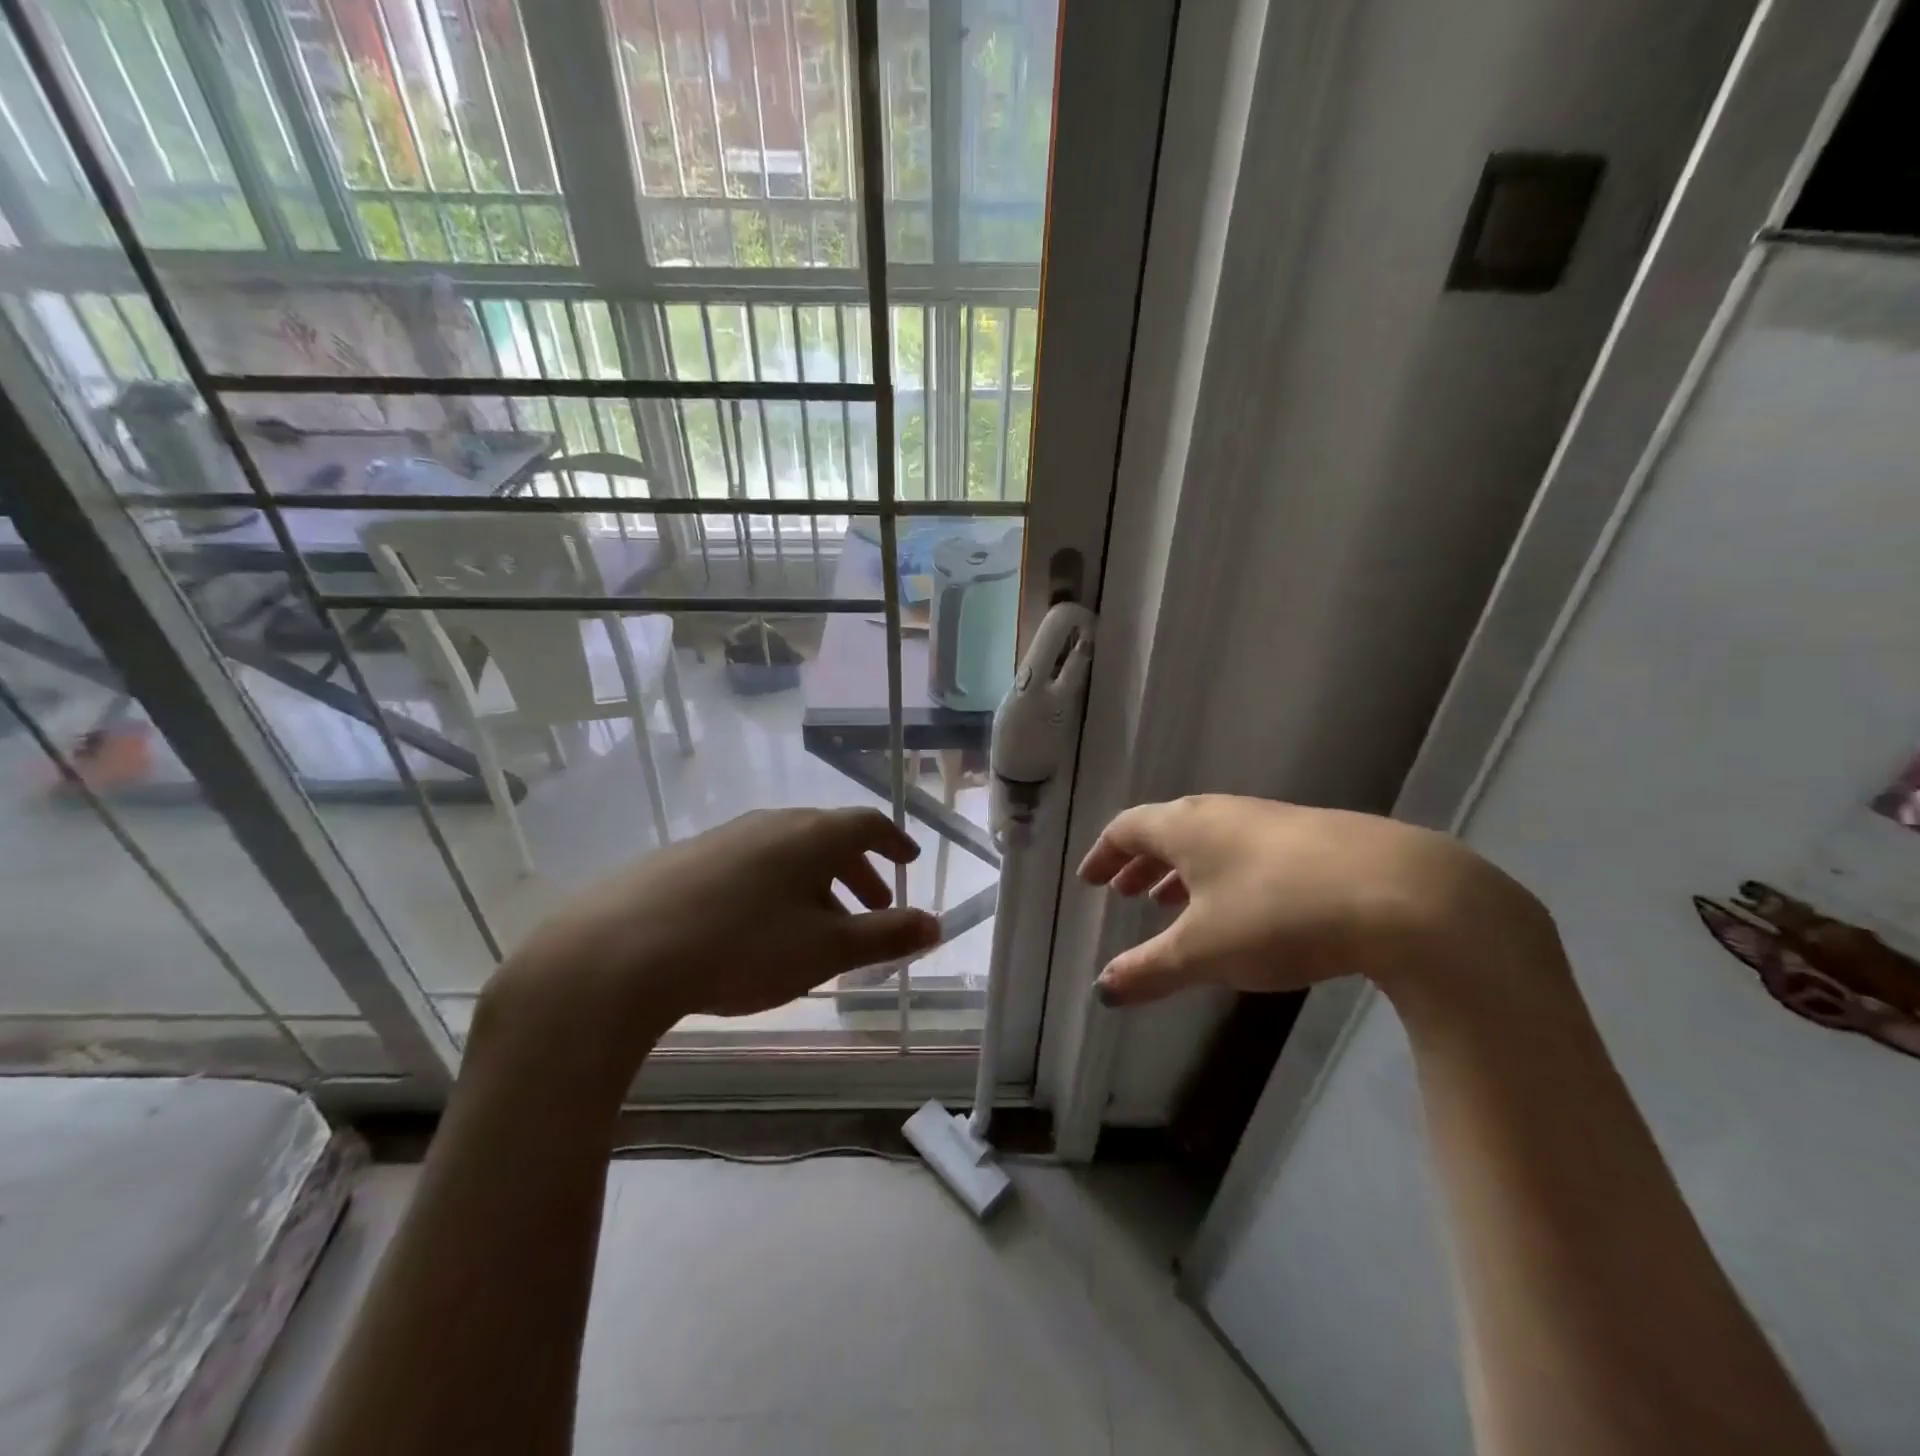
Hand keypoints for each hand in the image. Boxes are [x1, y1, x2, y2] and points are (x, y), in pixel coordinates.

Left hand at [489, 808, 938, 1052]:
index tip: (909, 860)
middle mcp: (772, 824)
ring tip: (819, 925)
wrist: (619, 953)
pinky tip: (758, 926)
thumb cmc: (742, 947)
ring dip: (816, 882)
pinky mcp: (687, 857)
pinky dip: (775, 886)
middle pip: (828, 837)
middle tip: (874, 905)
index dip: (894, 842)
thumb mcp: (825, 950)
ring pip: (788, 851)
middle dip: (858, 870)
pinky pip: (750, 863)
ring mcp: (725, 836)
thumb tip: (934, 923)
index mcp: (812, 835)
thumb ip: (884, 936)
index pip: (867, 824)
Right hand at [1078, 795, 1550, 1005]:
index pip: (1128, 829)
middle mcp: (1224, 813)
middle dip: (1141, 864)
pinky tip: (1243, 909)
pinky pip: (1248, 851)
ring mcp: (1274, 821)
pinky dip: (1225, 875)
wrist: (1404, 895)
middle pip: (1168, 830)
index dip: (1104, 854)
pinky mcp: (1318, 838)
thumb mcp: (1203, 952)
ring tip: (1174, 904)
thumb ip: (1148, 970)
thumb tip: (1102, 989)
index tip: (1090, 879)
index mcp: (1187, 827)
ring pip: (1211, 841)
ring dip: (1184, 871)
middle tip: (1125, 892)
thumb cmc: (1278, 915)